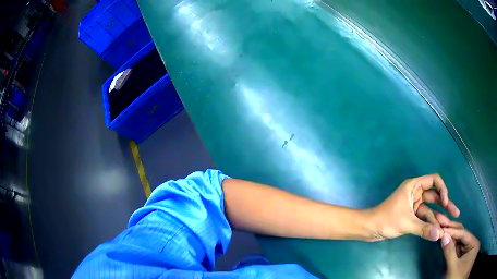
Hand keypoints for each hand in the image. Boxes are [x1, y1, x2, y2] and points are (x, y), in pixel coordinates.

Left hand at [371, 174, 459, 240]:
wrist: (370, 228)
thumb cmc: (386, 220)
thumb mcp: (406, 223)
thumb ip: (423, 229)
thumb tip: (438, 236)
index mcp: (414, 186)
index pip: (434, 180)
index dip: (442, 189)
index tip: (445, 203)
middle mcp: (416, 193)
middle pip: (435, 196)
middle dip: (445, 205)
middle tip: (456, 213)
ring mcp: (414, 204)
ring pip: (430, 209)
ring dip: (439, 217)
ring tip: (449, 225)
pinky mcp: (412, 215)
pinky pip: (424, 217)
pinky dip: (430, 223)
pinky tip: (438, 230)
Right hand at [437, 217, 479, 278]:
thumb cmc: (455, 278)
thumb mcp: (453, 268)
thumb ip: (450, 252)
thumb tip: (443, 235)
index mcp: (473, 244)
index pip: (464, 234)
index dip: (453, 230)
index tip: (442, 226)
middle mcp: (472, 243)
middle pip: (462, 234)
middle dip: (451, 228)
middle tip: (440, 220)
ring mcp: (466, 249)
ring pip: (458, 239)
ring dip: (450, 233)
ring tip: (441, 226)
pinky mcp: (461, 255)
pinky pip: (456, 246)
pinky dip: (450, 242)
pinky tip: (444, 236)